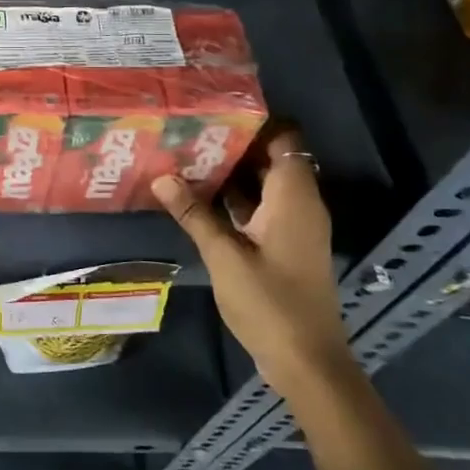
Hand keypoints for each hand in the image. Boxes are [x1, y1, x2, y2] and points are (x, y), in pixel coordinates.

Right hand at [151, 123, 355, 400]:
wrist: (307, 361)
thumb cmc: (270, 302)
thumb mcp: (224, 255)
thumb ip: (194, 213)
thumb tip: (162, 176)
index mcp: (294, 197)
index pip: (284, 139)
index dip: (254, 120)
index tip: (214, 108)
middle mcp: (299, 204)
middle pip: (271, 158)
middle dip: (233, 144)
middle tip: (189, 130)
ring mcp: (293, 226)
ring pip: (263, 184)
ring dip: (231, 172)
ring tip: (186, 155)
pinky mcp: (284, 245)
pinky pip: (260, 208)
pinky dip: (235, 200)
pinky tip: (198, 197)